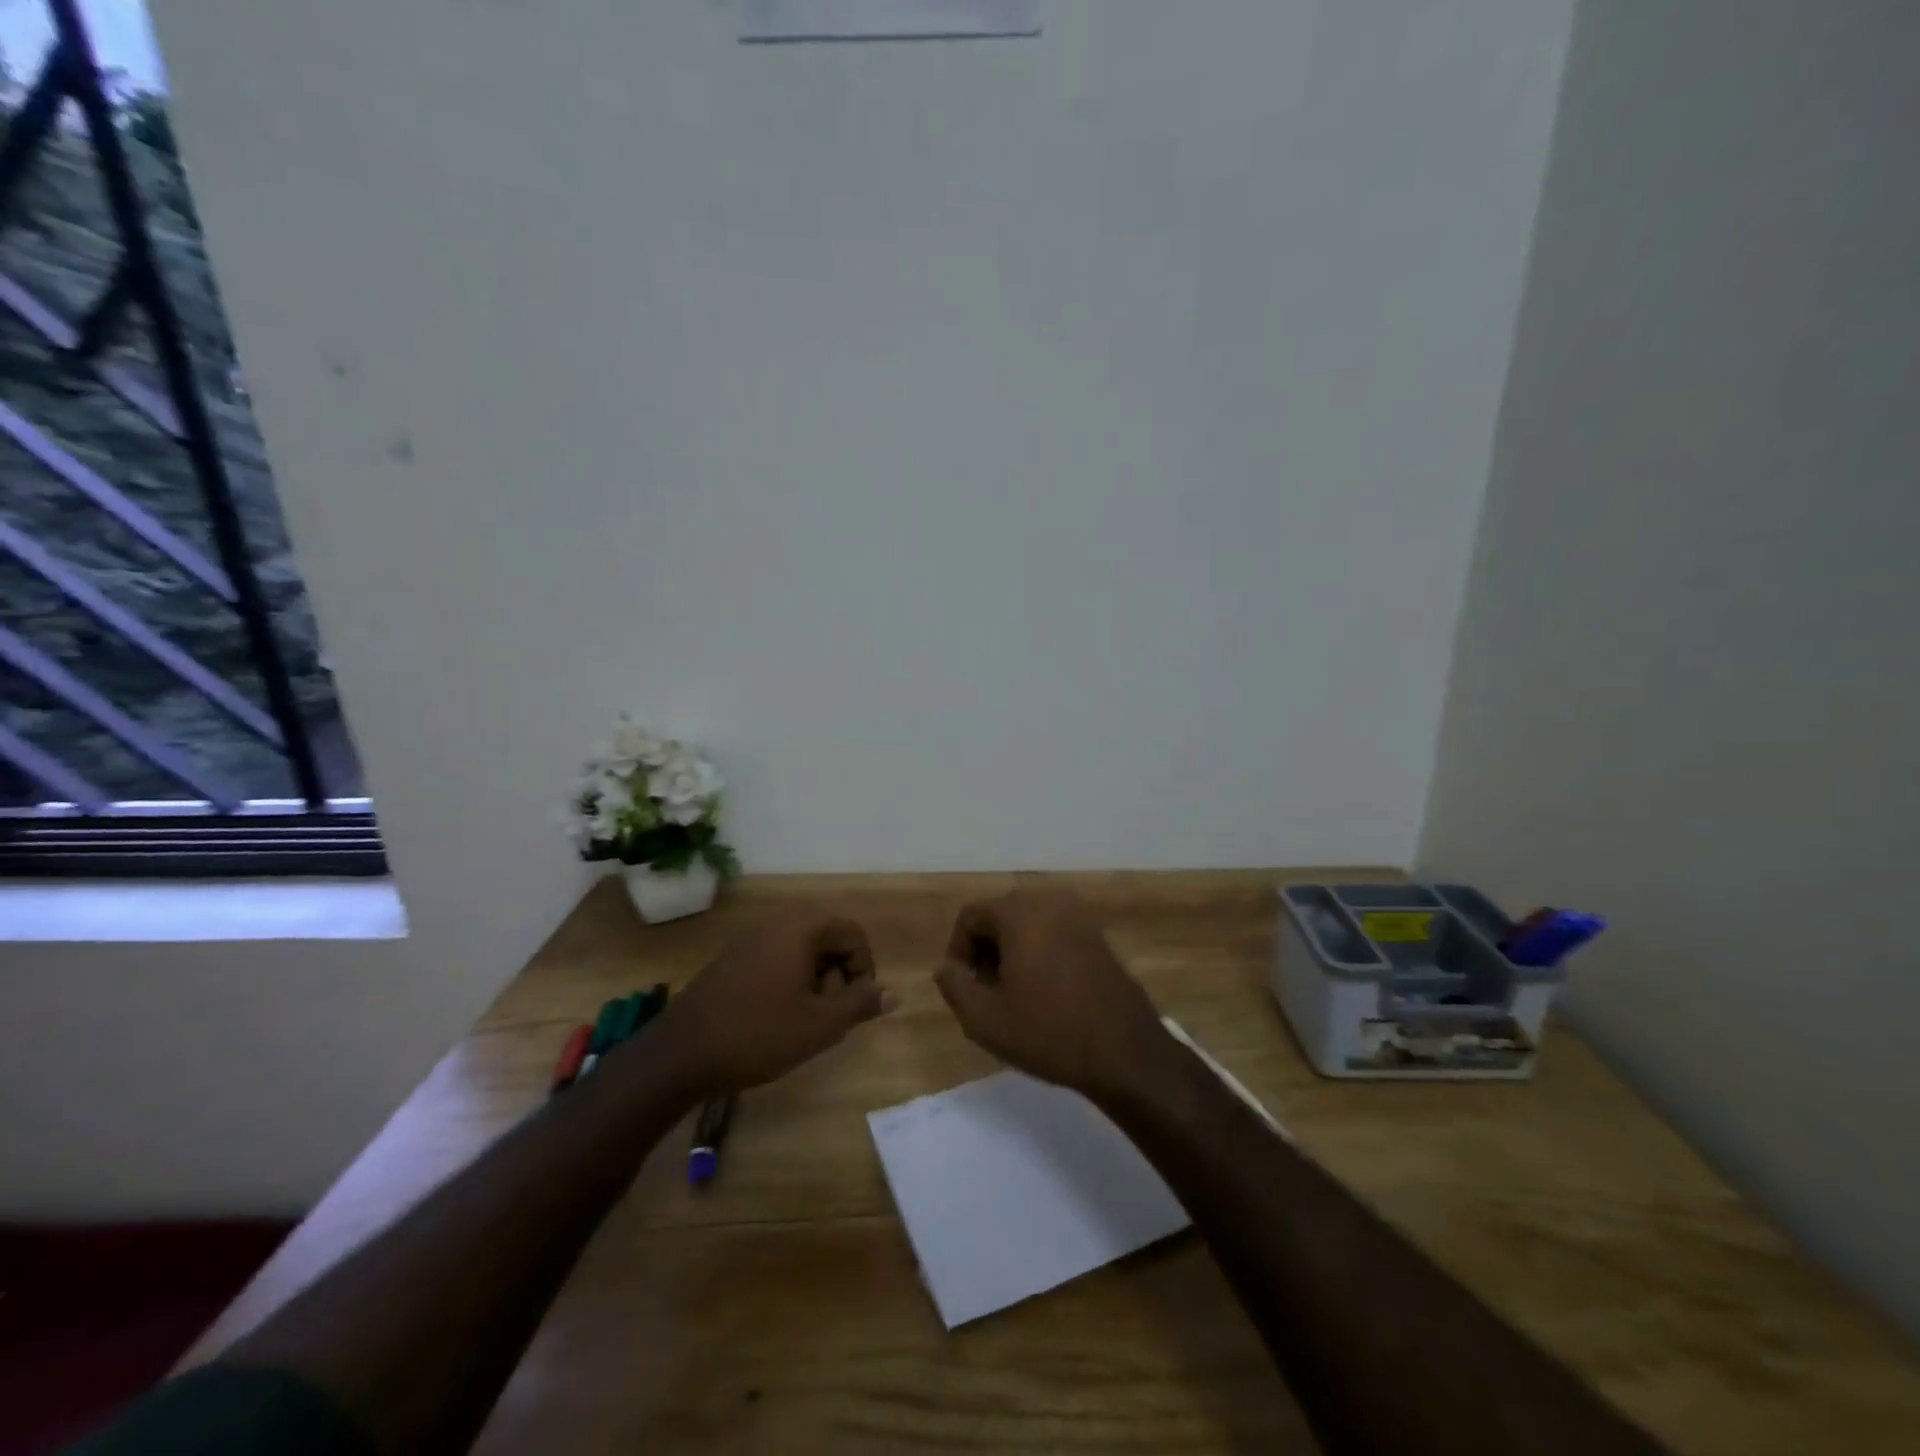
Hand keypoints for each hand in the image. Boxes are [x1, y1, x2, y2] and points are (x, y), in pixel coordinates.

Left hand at [657, 909, 893, 1092]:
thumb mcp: (820, 1024)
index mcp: (802, 927)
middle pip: (828, 937)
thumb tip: (894, 994)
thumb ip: (861, 1004)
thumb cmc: (759, 1033)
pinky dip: (790, 980)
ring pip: (803, 949)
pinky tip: (778, 1016)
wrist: (682, 1052)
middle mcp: (778, 922)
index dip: (864, 968)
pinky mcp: (733, 957)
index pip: (853, 933)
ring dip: (816, 979)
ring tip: (806, 1019)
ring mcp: (751, 938)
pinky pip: (777, 957)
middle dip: (839, 974)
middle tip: (831, 1014)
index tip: (856, 1005)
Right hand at [933, 892, 1170, 1099]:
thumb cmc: (1048, 1032)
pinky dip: (1040, 955)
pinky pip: (1055, 935)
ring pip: (1028, 926)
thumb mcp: (985, 1018)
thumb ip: (954, 986)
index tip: (963, 988)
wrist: (1125, 1052)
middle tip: (986, 994)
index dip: (957, 951)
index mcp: (1019, 913)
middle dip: (985, 952)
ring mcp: (1079, 919)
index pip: (970, 916)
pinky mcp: (1099, 938)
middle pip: (1000, 916)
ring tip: (1015, 997)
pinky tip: (1046, 995)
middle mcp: (1049, 903)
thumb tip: (946, 968)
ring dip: (1012, 954)